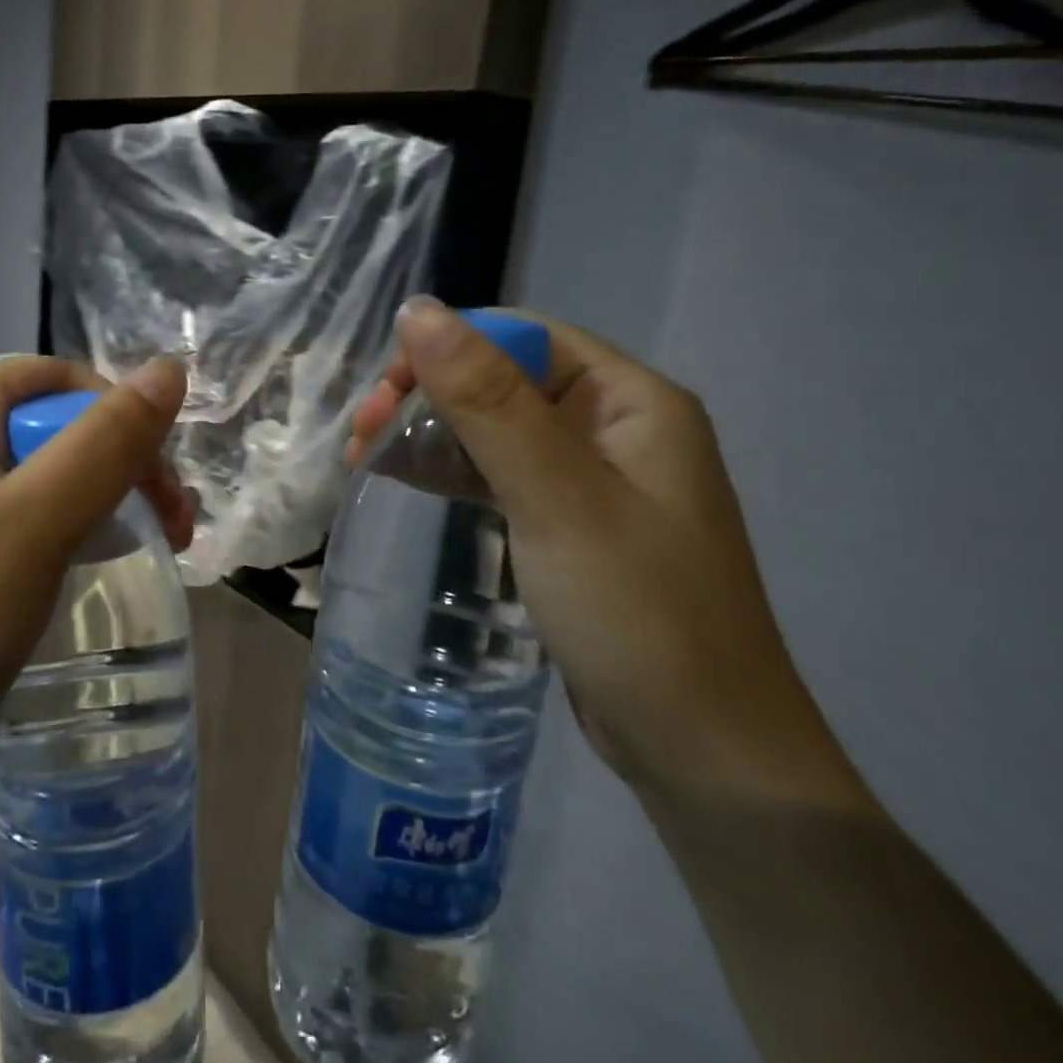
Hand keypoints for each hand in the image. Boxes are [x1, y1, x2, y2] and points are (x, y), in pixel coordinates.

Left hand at [0, 355, 191, 818]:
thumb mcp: (32, 528)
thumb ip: (104, 445)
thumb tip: (168, 369)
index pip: (51, 378)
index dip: (115, 410)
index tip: (159, 477)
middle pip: (49, 427)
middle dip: (119, 464)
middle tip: (173, 528)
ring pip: (38, 479)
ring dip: (100, 502)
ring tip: (148, 549)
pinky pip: (15, 522)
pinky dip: (64, 535)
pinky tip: (86, 571)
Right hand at [354, 298, 861, 803]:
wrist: (700, 752)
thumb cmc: (637, 612)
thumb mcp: (556, 497)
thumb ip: (487, 400)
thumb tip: (419, 310)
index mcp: (629, 401)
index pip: (522, 337)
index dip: (448, 346)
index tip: (384, 388)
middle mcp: (611, 427)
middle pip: (501, 379)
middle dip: (427, 394)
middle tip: (362, 430)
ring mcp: (587, 479)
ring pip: (490, 428)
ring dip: (427, 432)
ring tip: (362, 453)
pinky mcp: (563, 524)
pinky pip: (495, 475)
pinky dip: (446, 471)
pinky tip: (399, 476)